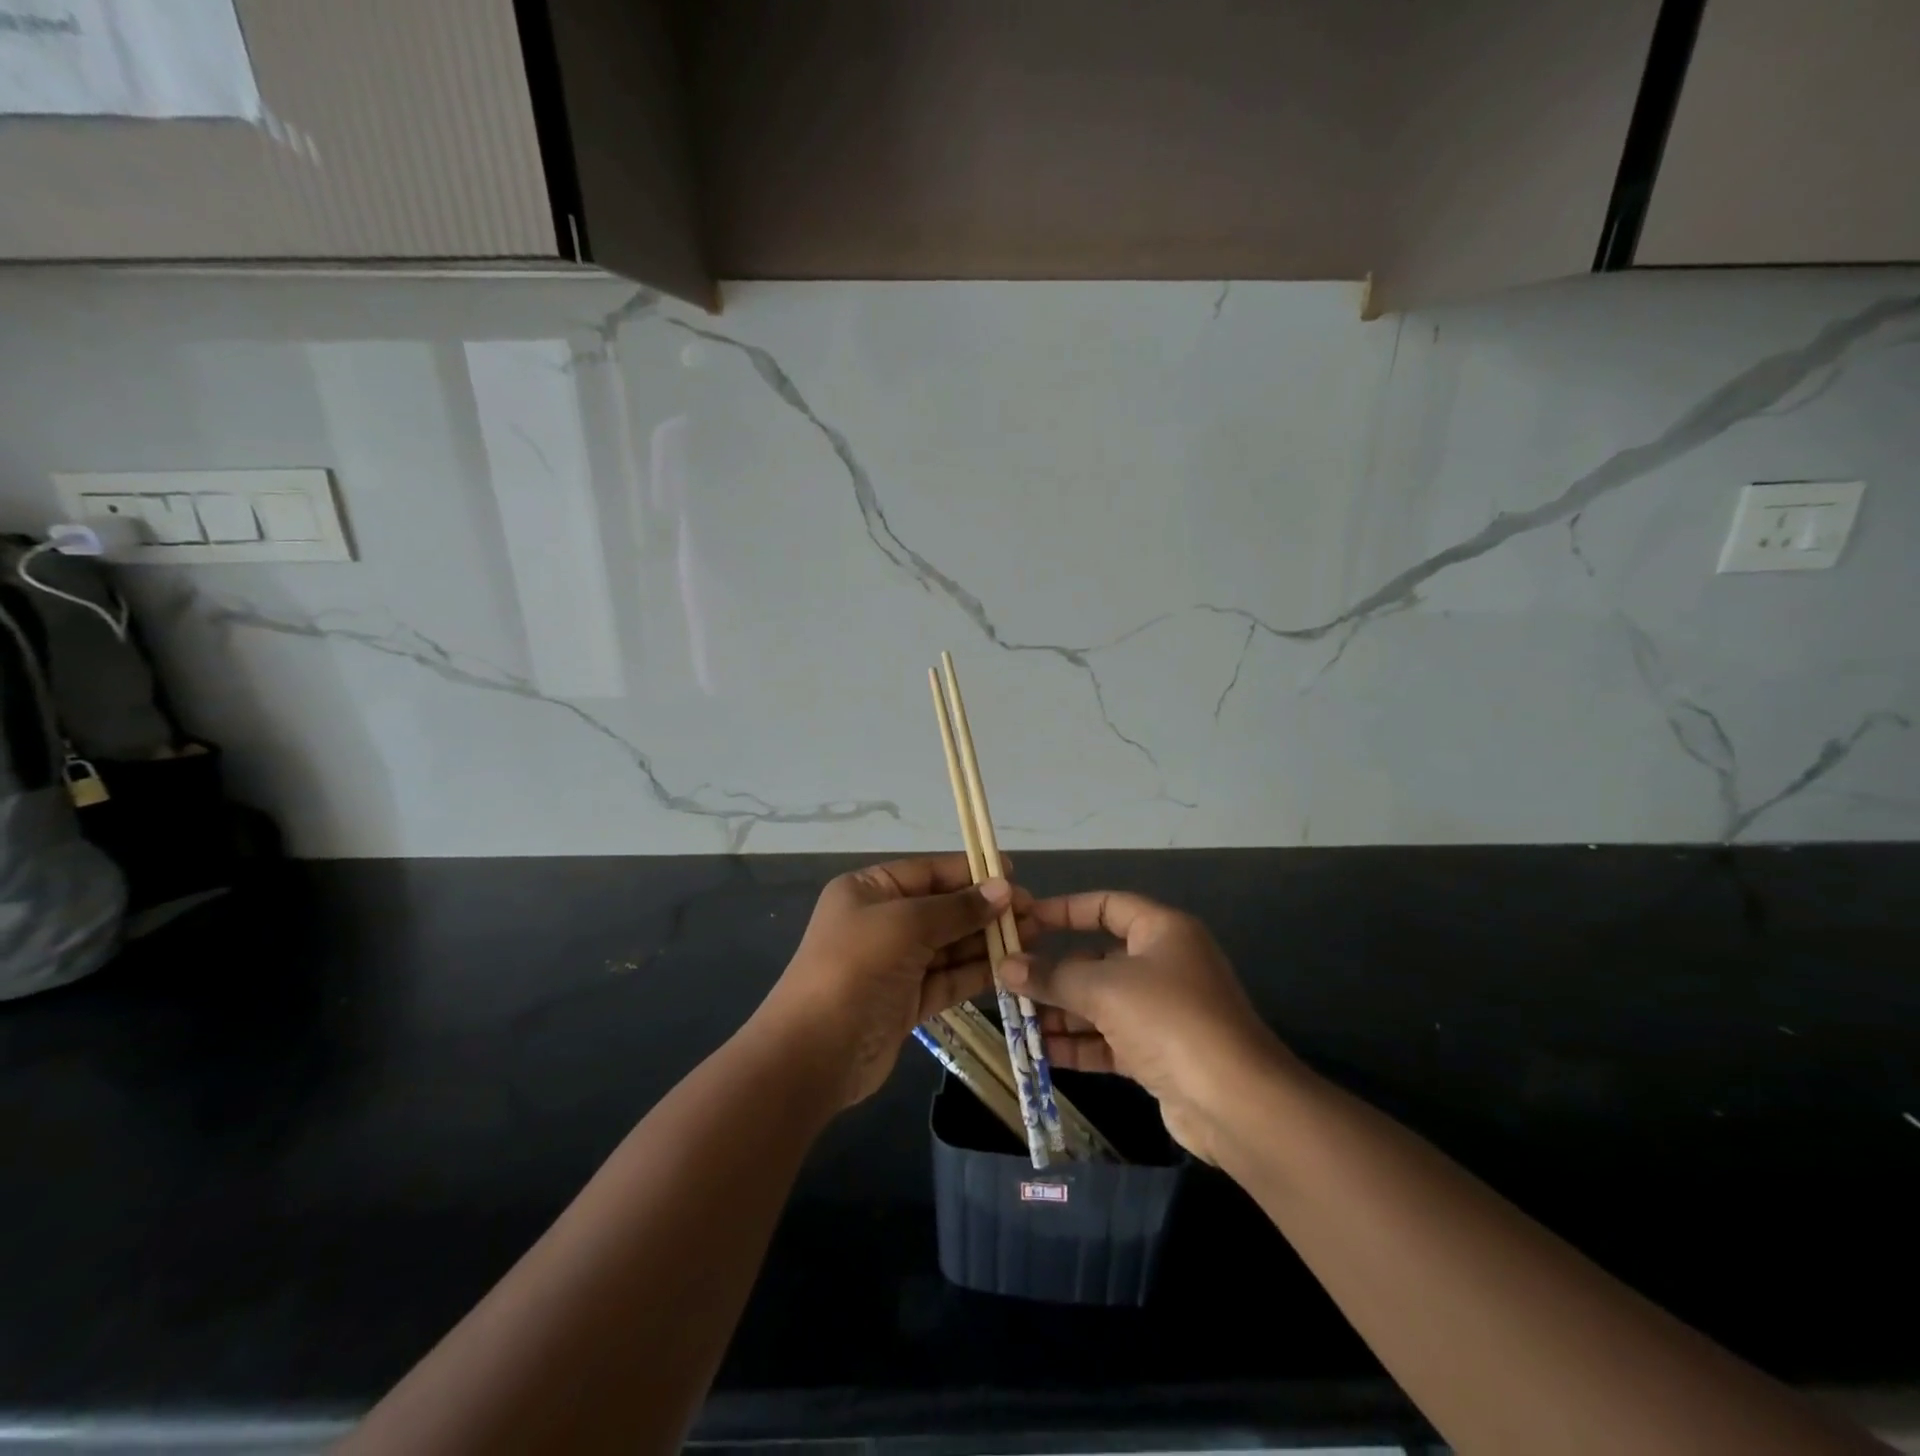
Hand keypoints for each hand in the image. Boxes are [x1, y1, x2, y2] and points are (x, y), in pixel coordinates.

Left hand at [759, 854, 1029, 1106]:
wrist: (813, 1054)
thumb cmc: (855, 968)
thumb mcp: (906, 924)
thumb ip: (957, 908)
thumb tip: (1004, 889)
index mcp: (869, 890)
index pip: (928, 871)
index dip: (971, 871)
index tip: (1014, 873)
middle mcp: (882, 922)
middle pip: (943, 908)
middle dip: (985, 909)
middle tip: (1034, 912)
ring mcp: (894, 964)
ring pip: (949, 945)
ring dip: (987, 941)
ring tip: (1032, 937)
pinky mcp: (907, 1002)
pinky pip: (948, 979)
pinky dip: (976, 973)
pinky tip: (1010, 968)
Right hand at [1001, 891, 1287, 1162]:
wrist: (1236, 1102)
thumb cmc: (1169, 1020)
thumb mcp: (1104, 989)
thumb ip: (1052, 977)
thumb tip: (1004, 967)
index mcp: (1162, 931)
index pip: (1106, 906)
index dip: (1064, 910)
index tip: (1023, 922)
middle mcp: (1163, 964)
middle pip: (1097, 958)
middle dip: (1053, 971)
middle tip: (1007, 980)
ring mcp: (1162, 1011)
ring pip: (1100, 1002)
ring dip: (1060, 1011)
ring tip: (1015, 1019)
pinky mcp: (1158, 1052)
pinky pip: (1108, 1038)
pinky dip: (1077, 1043)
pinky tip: (1039, 1052)